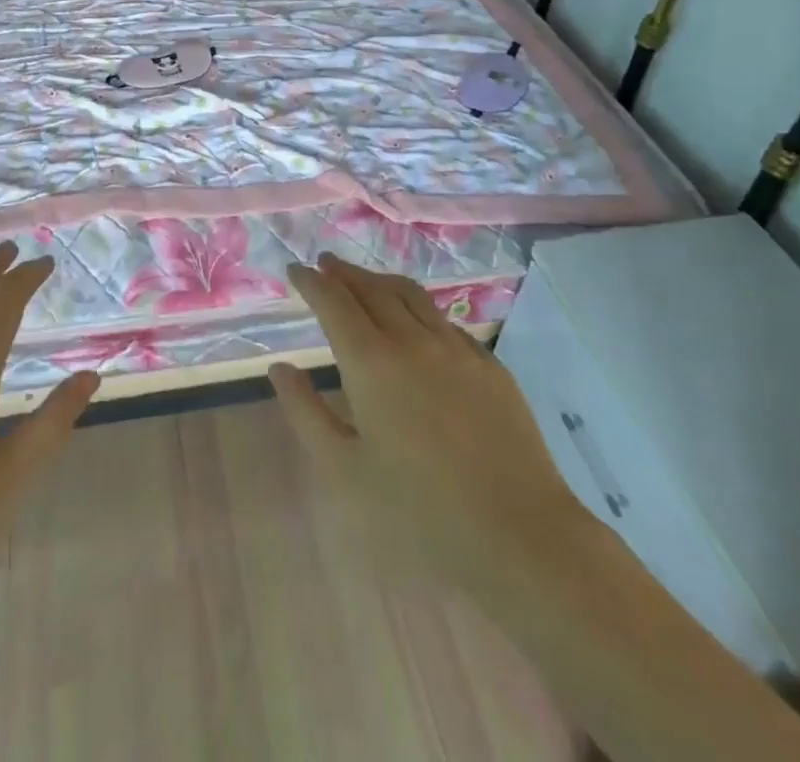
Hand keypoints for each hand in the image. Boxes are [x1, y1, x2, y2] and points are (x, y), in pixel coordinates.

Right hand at [269, 253, 589, 603]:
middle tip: (325, 264)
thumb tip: (280, 367)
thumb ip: (305, 412)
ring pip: (411, 295)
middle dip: (343, 272)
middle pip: (371, 288)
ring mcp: (456, 348)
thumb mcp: (343, 470)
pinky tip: (417, 322)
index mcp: (371, 361)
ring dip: (380, 281)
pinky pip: (444, 321)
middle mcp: (412, 339)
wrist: (519, 535)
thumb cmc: (419, 511)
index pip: (333, 301)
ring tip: (365, 280)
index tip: (295, 271)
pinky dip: (418, 308)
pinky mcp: (490, 365)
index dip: (311, 282)